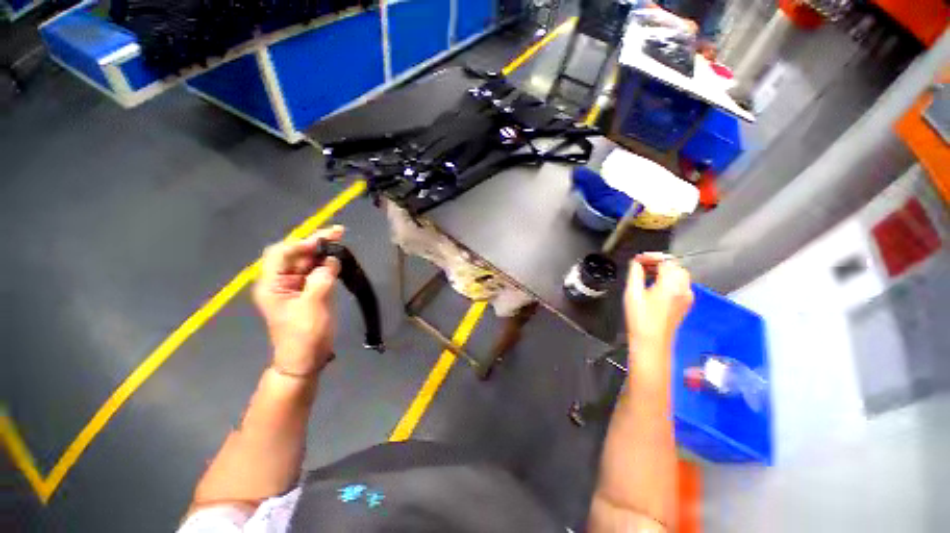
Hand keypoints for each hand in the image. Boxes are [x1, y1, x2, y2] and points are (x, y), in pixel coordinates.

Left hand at [253, 226, 344, 375]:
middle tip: (340, 233)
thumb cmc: (304, 334)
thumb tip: (332, 260)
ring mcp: (294, 286)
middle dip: (316, 243)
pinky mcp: (308, 292)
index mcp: (271, 284)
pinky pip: (316, 272)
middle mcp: (280, 281)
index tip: (325, 240)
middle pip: (296, 254)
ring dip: (323, 252)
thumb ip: (321, 279)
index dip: (302, 243)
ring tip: (342, 243)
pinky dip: (327, 265)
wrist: (305, 358)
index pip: (281, 253)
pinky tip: (339, 261)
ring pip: (307, 262)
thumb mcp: (312, 305)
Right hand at [624, 253, 693, 350]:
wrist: (651, 343)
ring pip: (679, 275)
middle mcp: (684, 289)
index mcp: (672, 285)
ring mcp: (687, 297)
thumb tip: (636, 263)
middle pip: (675, 266)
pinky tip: (656, 285)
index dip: (651, 257)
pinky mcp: (685, 304)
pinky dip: (669, 280)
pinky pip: (680, 285)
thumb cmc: (640, 319)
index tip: (638, 259)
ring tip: (646, 273)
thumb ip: (635, 273)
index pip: (666, 261)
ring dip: (664, 270)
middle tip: (641, 264)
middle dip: (659, 262)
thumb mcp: (632, 293)